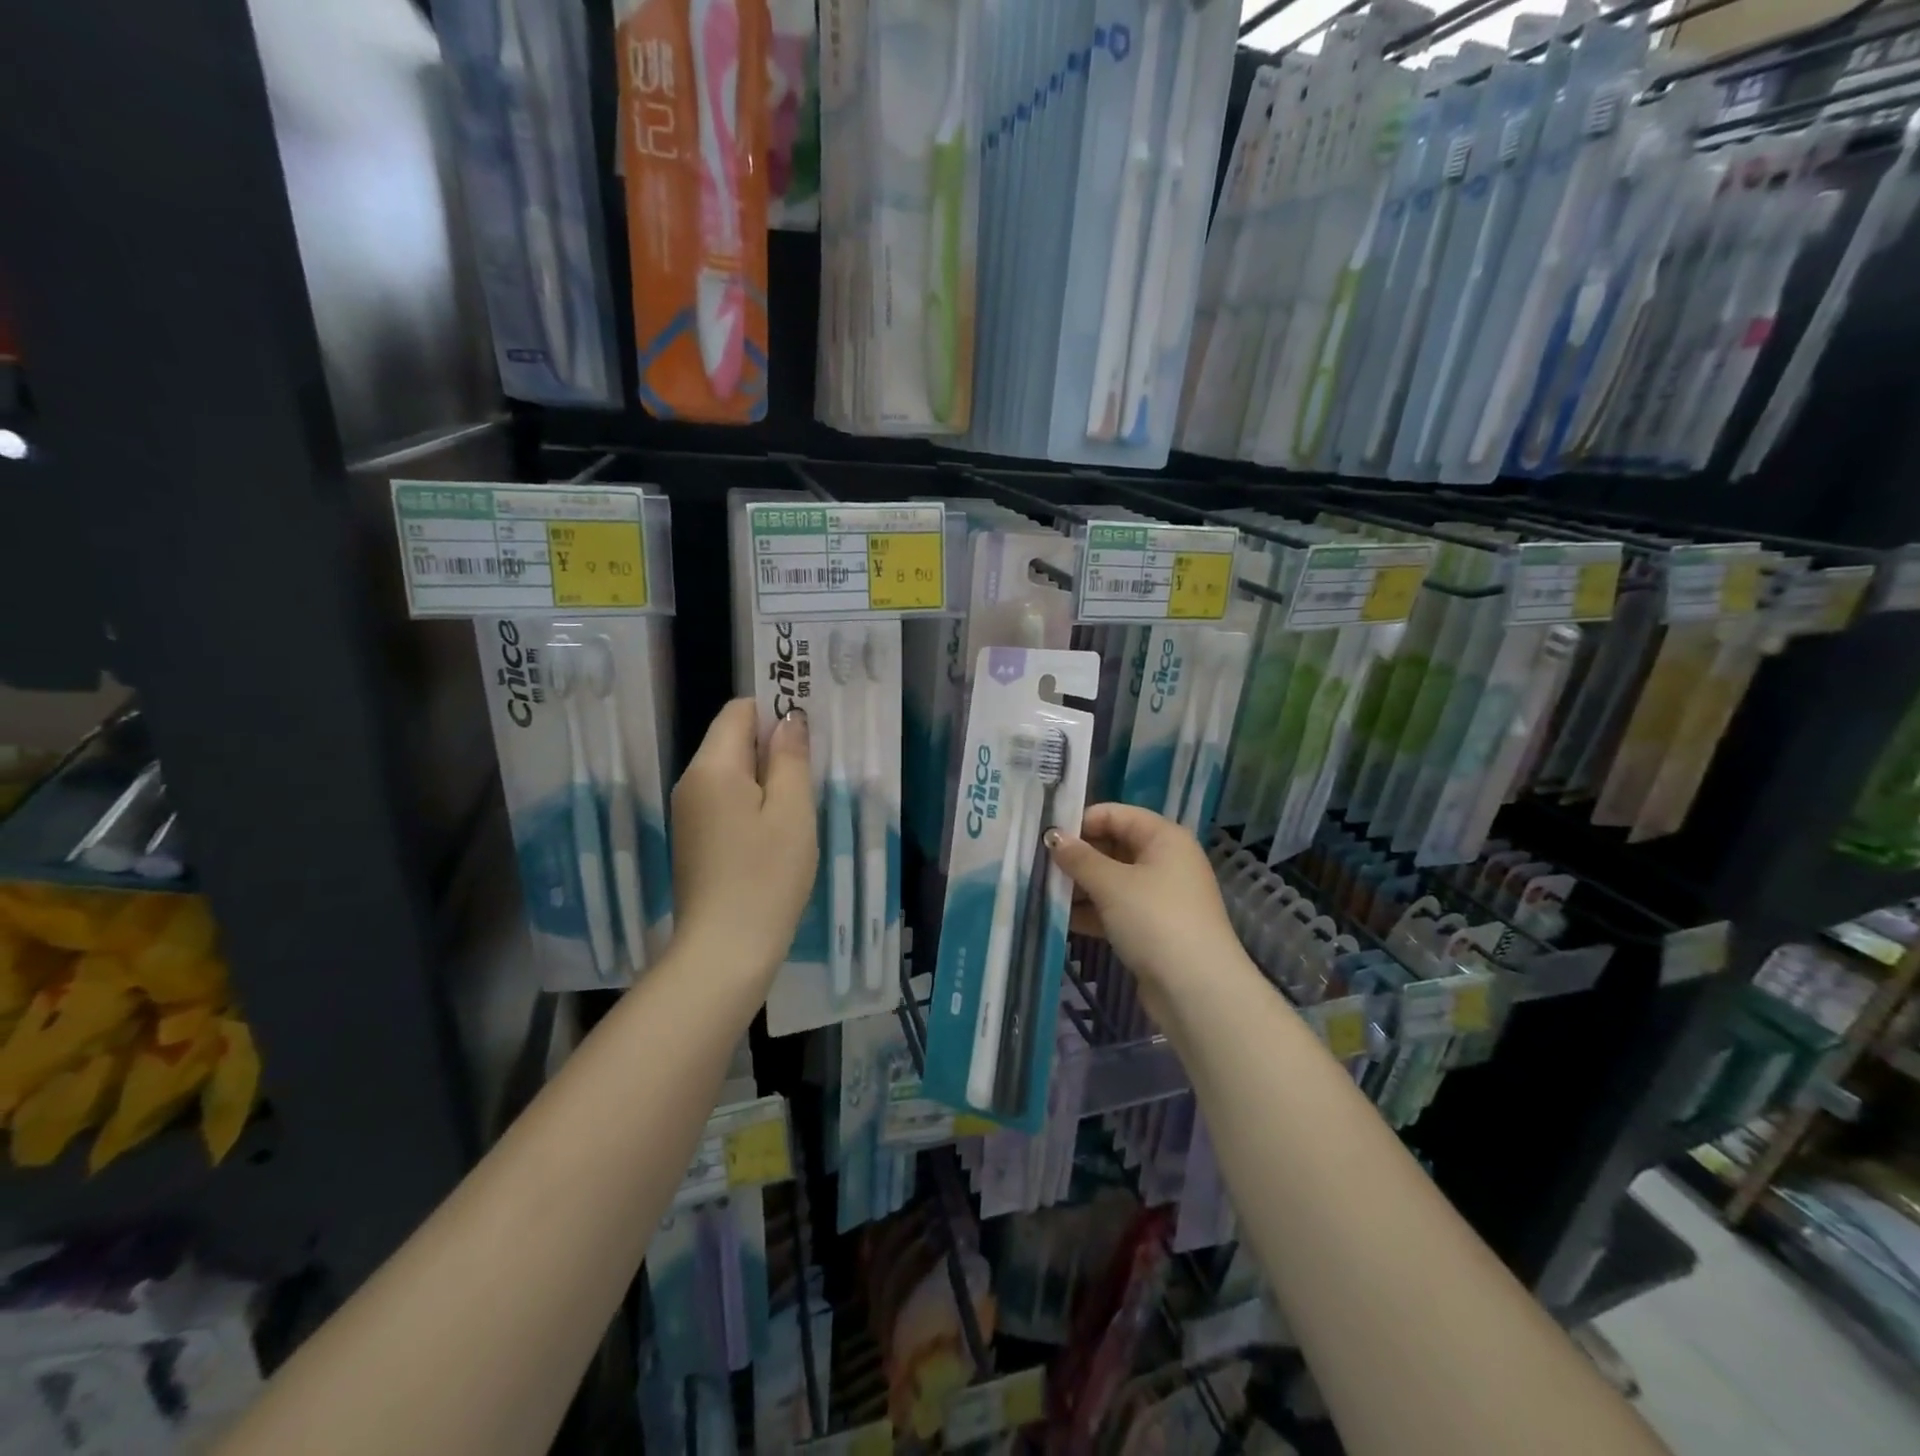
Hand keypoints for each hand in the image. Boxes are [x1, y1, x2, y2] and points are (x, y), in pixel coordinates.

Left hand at [670, 700, 817, 989]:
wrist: (725, 951)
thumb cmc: (766, 876)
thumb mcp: (792, 811)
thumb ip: (791, 758)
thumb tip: (789, 719)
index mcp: (712, 767)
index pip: (738, 711)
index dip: (774, 710)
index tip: (810, 730)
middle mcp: (691, 782)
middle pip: (732, 740)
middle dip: (773, 745)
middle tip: (815, 766)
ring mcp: (689, 813)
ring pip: (731, 772)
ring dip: (767, 776)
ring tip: (802, 800)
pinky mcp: (695, 840)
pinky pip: (725, 800)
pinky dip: (753, 801)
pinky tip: (779, 828)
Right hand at [1047, 804, 1245, 1004]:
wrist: (1196, 990)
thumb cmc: (1155, 920)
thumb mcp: (1111, 884)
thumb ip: (1079, 858)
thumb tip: (1053, 837)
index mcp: (1164, 838)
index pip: (1115, 814)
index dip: (1081, 822)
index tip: (1046, 837)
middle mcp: (1166, 860)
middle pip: (1113, 846)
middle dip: (1078, 857)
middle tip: (1039, 866)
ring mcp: (1160, 896)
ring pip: (1112, 880)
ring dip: (1080, 886)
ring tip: (1043, 892)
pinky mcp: (1153, 927)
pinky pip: (1117, 908)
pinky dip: (1092, 911)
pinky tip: (1062, 919)